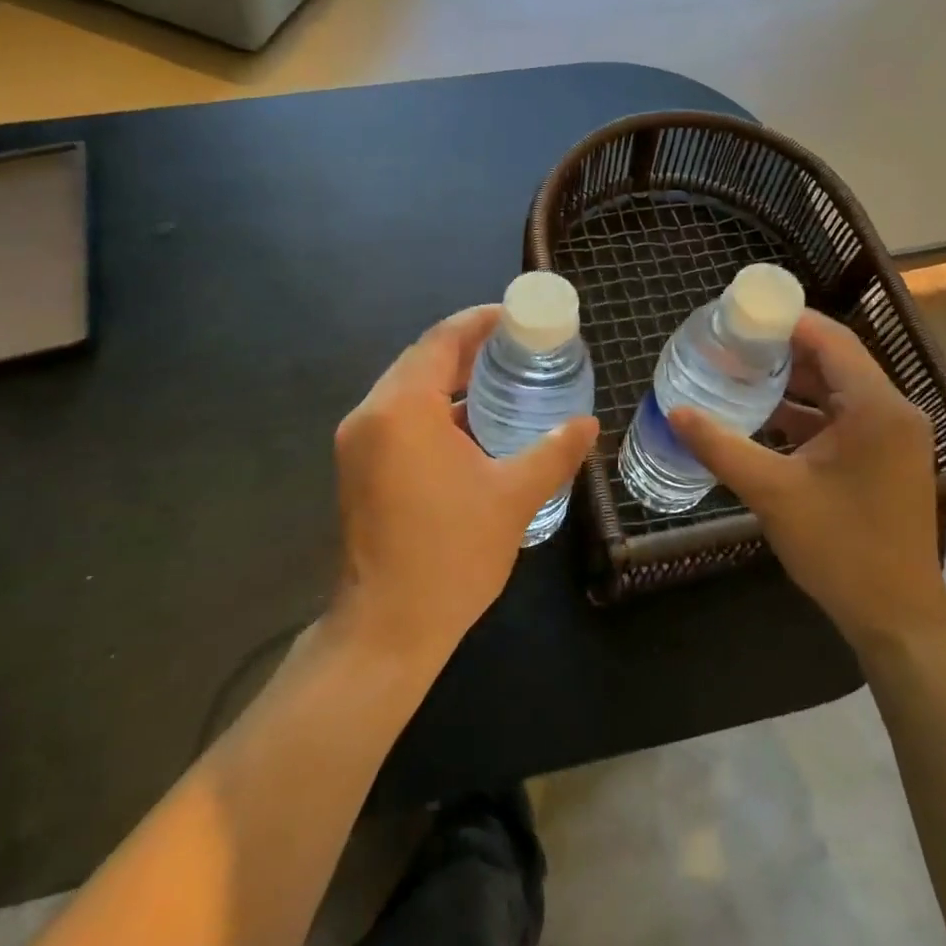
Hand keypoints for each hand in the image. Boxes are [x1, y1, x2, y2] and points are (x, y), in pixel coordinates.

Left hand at [332, 305, 598, 663]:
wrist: (388, 628)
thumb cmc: (452, 555)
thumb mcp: (513, 496)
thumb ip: (554, 451)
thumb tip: (588, 424)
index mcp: (403, 408)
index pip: (442, 340)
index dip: (480, 321)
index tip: (517, 317)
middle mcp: (371, 414)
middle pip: (421, 360)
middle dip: (468, 348)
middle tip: (518, 346)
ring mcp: (358, 441)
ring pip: (407, 389)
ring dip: (449, 380)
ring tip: (501, 378)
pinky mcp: (357, 467)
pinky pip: (398, 417)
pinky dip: (433, 410)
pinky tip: (471, 424)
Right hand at [668, 310, 945, 648]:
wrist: (897, 616)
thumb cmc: (840, 548)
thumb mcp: (772, 493)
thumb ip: (720, 447)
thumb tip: (674, 412)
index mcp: (874, 408)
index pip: (830, 338)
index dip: (785, 320)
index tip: (739, 315)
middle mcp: (892, 411)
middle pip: (834, 359)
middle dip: (783, 349)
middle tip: (731, 343)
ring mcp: (894, 436)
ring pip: (838, 390)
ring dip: (793, 381)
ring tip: (740, 373)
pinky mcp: (887, 459)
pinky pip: (843, 417)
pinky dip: (807, 412)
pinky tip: (765, 418)